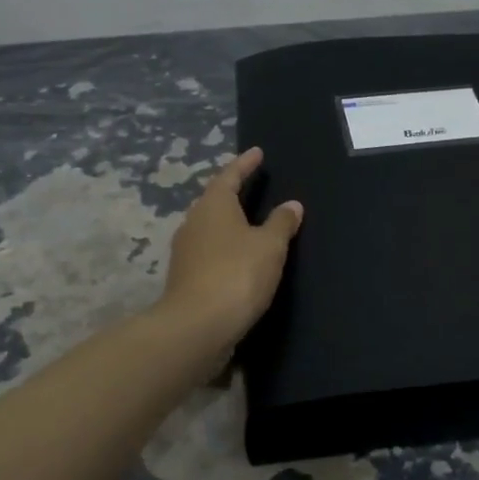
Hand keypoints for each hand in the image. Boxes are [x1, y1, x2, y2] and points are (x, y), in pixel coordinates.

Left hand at [158, 147, 303, 348]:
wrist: (197, 326)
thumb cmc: (237, 274)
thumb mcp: (270, 246)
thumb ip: (282, 223)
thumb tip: (292, 204)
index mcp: (213, 205)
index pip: (230, 176)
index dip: (245, 164)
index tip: (257, 153)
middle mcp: (194, 222)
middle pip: (214, 200)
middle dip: (232, 191)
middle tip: (251, 184)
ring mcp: (186, 251)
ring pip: (210, 227)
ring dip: (228, 221)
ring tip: (248, 220)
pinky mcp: (186, 277)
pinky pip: (209, 250)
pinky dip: (225, 246)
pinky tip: (238, 256)